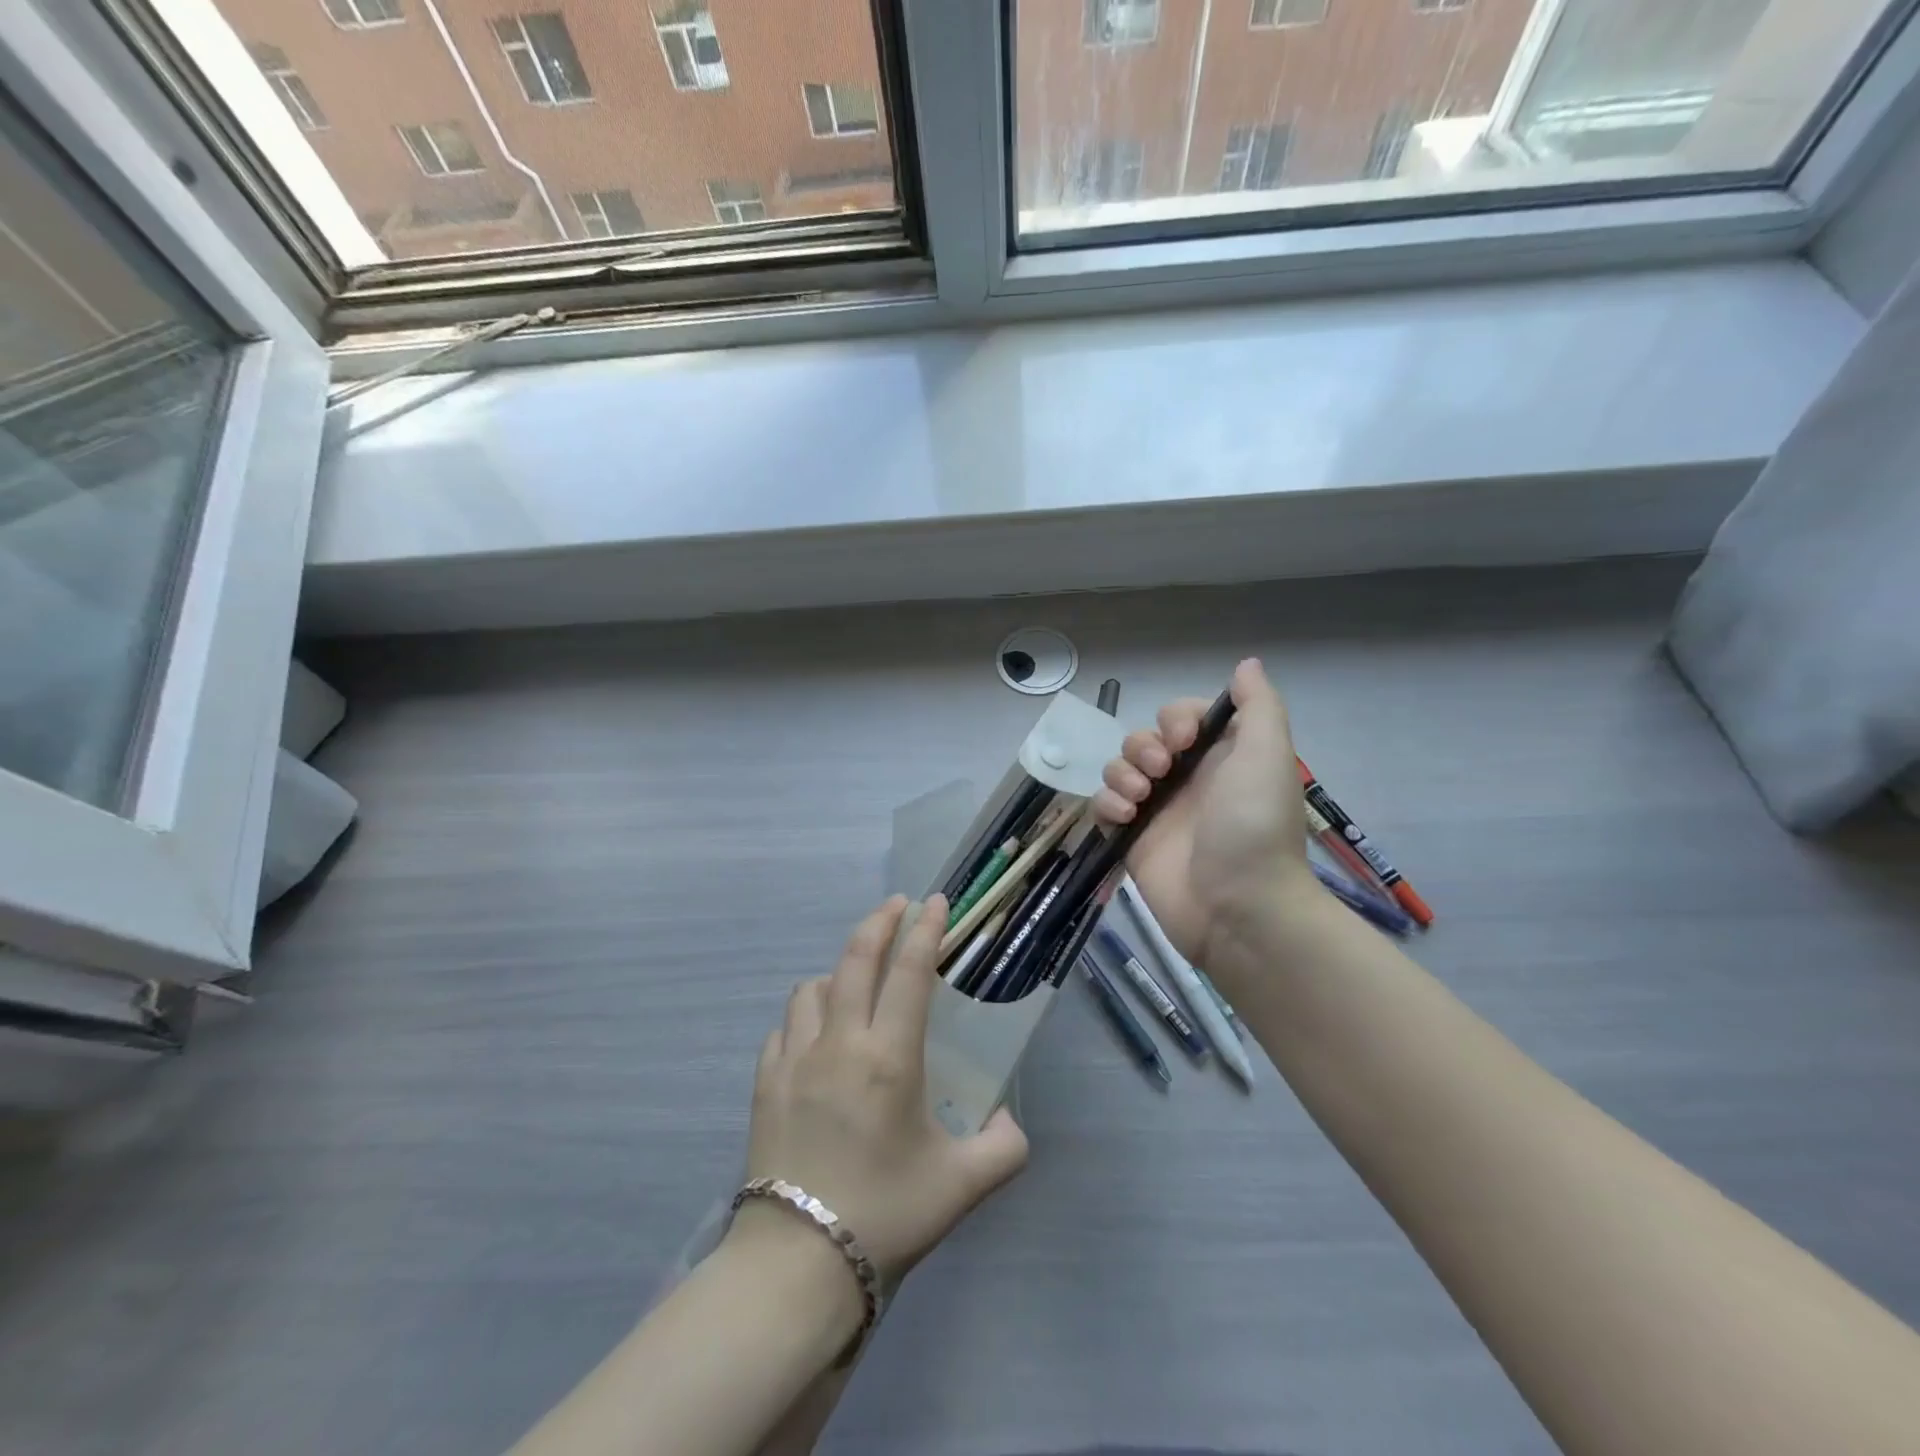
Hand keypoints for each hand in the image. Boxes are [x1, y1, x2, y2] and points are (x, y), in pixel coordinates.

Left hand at [737, 896, 1029, 1287]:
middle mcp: (840, 1043)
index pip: (910, 972)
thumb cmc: (885, 1215)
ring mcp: (795, 1059)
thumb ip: (1003, 1148)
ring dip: (837, 970)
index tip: (935, 902)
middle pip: (855, 958)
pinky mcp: (764, 1082)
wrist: (797, 1265)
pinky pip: (784, 1026)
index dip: (925, 930)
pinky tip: (814, 1033)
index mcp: (890, 1057)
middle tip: (897, 906)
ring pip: (812, 986)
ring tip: (854, 979)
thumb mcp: (961, 1186)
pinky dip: (804, 1014)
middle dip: (879, 922)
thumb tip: (1010, 1122)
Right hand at [1091, 658, 1317, 968]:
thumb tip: (1245, 664)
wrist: (1238, 907)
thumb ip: (1257, 705)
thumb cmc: (1254, 825)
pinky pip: (1103, 807)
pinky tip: (1126, 818)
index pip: (1181, 718)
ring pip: (1118, 769)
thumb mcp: (1267, 754)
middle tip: (1161, 772)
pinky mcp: (1131, 840)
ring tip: (1140, 799)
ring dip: (1121, 774)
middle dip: (1143, 747)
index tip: (1184, 740)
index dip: (1175, 721)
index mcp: (1220, 757)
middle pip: (1144, 740)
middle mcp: (1187, 780)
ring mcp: (1157, 811)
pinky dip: (1106, 805)